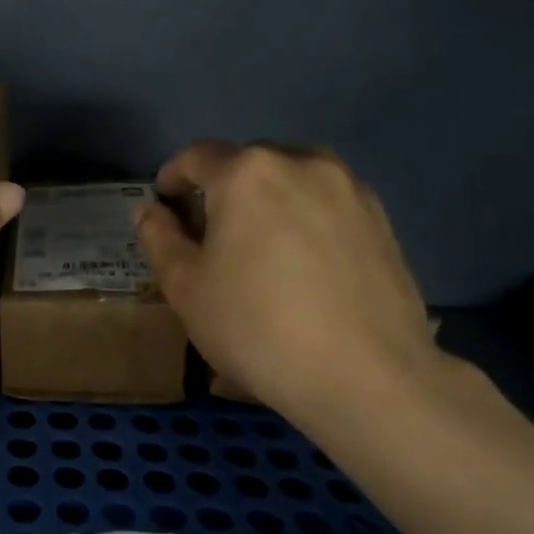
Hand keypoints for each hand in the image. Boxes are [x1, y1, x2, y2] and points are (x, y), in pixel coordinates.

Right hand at [135, 141, 439, 422]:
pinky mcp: (382, 219)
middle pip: (248, 163)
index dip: (173, 177)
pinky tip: (301, 264)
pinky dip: (304, 218)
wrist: (367, 376)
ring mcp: (349, 189)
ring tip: (258, 246)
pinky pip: (326, 203)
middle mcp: (301, 164)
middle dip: (222, 188)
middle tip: (209, 233)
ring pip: (292, 179)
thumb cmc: (256, 327)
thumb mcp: (185, 287)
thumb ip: (159, 239)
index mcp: (247, 173)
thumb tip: (150, 211)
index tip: (164, 204)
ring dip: (266, 199)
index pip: (197, 157)